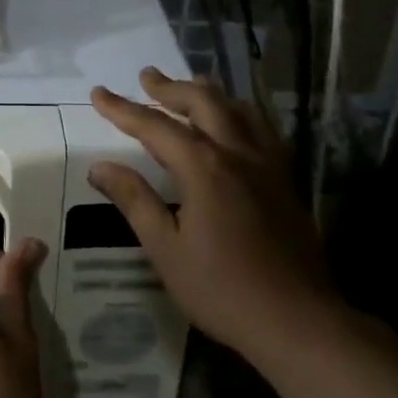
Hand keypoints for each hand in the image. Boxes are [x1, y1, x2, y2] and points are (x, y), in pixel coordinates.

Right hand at [88, 68, 335, 358]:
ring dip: (209, 93)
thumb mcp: (166, 249)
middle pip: (203, 103)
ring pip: (239, 110)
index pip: (155, 126)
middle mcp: (237, 154)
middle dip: (170, 88)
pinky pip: (262, 130)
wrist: (298, 320)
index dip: (124, 109)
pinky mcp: (286, 181)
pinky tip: (237, 123)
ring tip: (190, 85)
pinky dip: (241, 114)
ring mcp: (268, 165)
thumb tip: (100, 167)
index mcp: (204, 168)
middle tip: (146, 77)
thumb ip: (135, 201)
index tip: (99, 93)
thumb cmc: (222, 289)